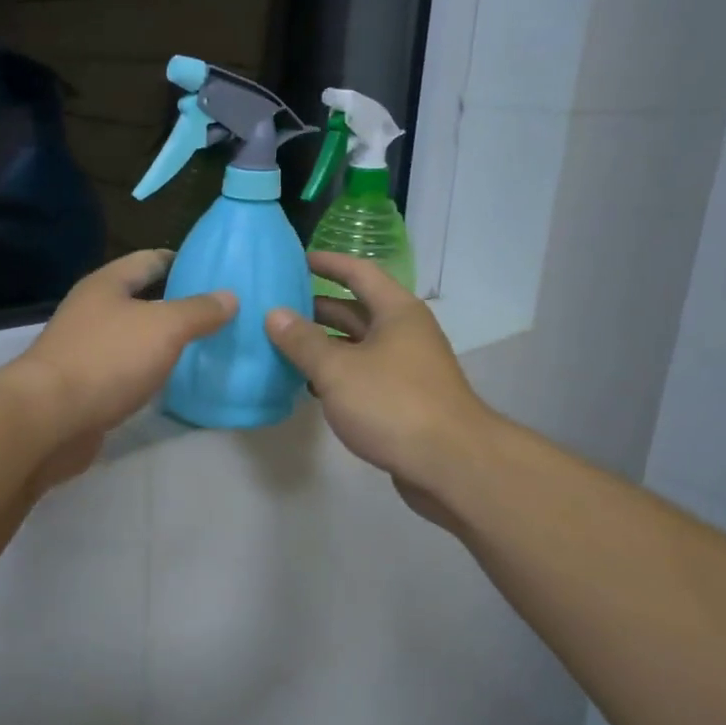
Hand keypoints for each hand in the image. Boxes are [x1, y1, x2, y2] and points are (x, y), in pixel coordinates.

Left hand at [8, 250, 235, 479]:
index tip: (214, 269)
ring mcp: (86, 349)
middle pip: (141, 298)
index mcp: (107, 284)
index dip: (182, 261)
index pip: (149, 259)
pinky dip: (149, 371)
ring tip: (205, 345)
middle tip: (220, 311)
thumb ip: (199, 311)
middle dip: (177, 303)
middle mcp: (92, 310)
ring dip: (164, 340)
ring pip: (134, 336)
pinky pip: (126, 369)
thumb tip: (230, 296)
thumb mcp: (164, 327)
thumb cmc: (107, 359)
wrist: (49, 419)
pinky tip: (173, 381)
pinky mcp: (85, 385)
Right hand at [266, 253, 498, 524]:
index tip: (296, 259)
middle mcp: (405, 332)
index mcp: (397, 312)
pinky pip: (364, 374)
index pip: (359, 272)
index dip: (328, 263)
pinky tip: (309, 385)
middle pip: (357, 309)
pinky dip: (337, 374)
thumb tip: (274, 314)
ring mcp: (407, 367)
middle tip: (277, 307)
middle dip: (317, 307)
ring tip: (283, 345)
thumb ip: (303, 341)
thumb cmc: (393, 404)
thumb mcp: (338, 369)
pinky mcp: (404, 399)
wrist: (451, 464)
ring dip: (324, 344)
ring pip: (358, 345)